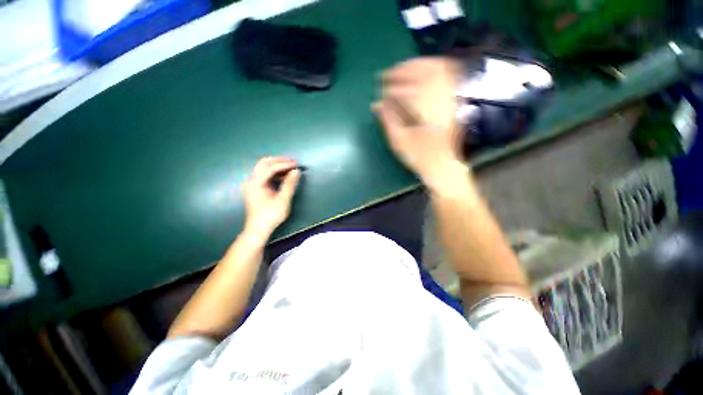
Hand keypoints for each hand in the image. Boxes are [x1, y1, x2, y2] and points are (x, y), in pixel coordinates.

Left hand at [243, 157, 299, 237]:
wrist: (259, 228)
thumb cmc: (271, 215)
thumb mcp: (283, 199)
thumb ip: (290, 184)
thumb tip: (296, 171)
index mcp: (256, 182)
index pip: (270, 167)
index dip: (284, 164)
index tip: (296, 164)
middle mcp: (252, 180)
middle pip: (264, 163)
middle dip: (279, 161)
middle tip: (293, 162)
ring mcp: (253, 184)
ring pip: (264, 168)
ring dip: (277, 166)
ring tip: (290, 168)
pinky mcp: (256, 188)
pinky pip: (265, 175)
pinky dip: (275, 173)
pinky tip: (284, 176)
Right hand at [373, 58, 465, 191]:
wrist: (443, 164)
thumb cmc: (419, 156)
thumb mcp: (399, 142)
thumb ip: (388, 120)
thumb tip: (376, 104)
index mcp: (425, 115)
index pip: (406, 93)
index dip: (390, 90)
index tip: (379, 91)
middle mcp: (441, 102)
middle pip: (421, 75)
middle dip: (401, 72)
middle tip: (386, 75)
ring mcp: (451, 98)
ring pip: (436, 70)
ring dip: (416, 65)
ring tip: (401, 68)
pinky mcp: (455, 99)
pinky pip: (450, 73)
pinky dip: (435, 66)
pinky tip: (423, 67)